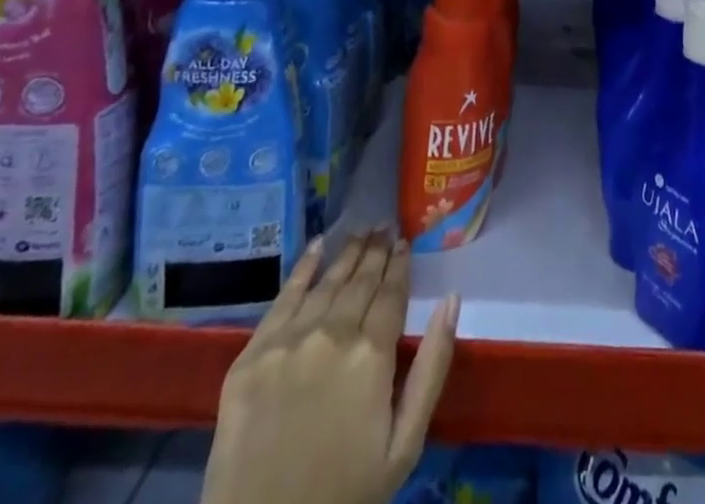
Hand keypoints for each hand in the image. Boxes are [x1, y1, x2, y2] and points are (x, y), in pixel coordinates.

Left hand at [202, 232, 460, 503]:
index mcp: (372, 354)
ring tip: (362, 232)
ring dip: (347, 253)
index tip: (405, 242)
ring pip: (326, 282)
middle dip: (376, 251)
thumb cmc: (345, 494)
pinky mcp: (251, 356)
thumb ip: (432, 366)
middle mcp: (331, 334)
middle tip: (385, 227)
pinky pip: (282, 299)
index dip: (400, 265)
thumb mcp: (405, 444)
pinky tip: (316, 246)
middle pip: (360, 281)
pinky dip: (302, 268)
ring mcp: (287, 341)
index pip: (392, 293)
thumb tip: (453, 300)